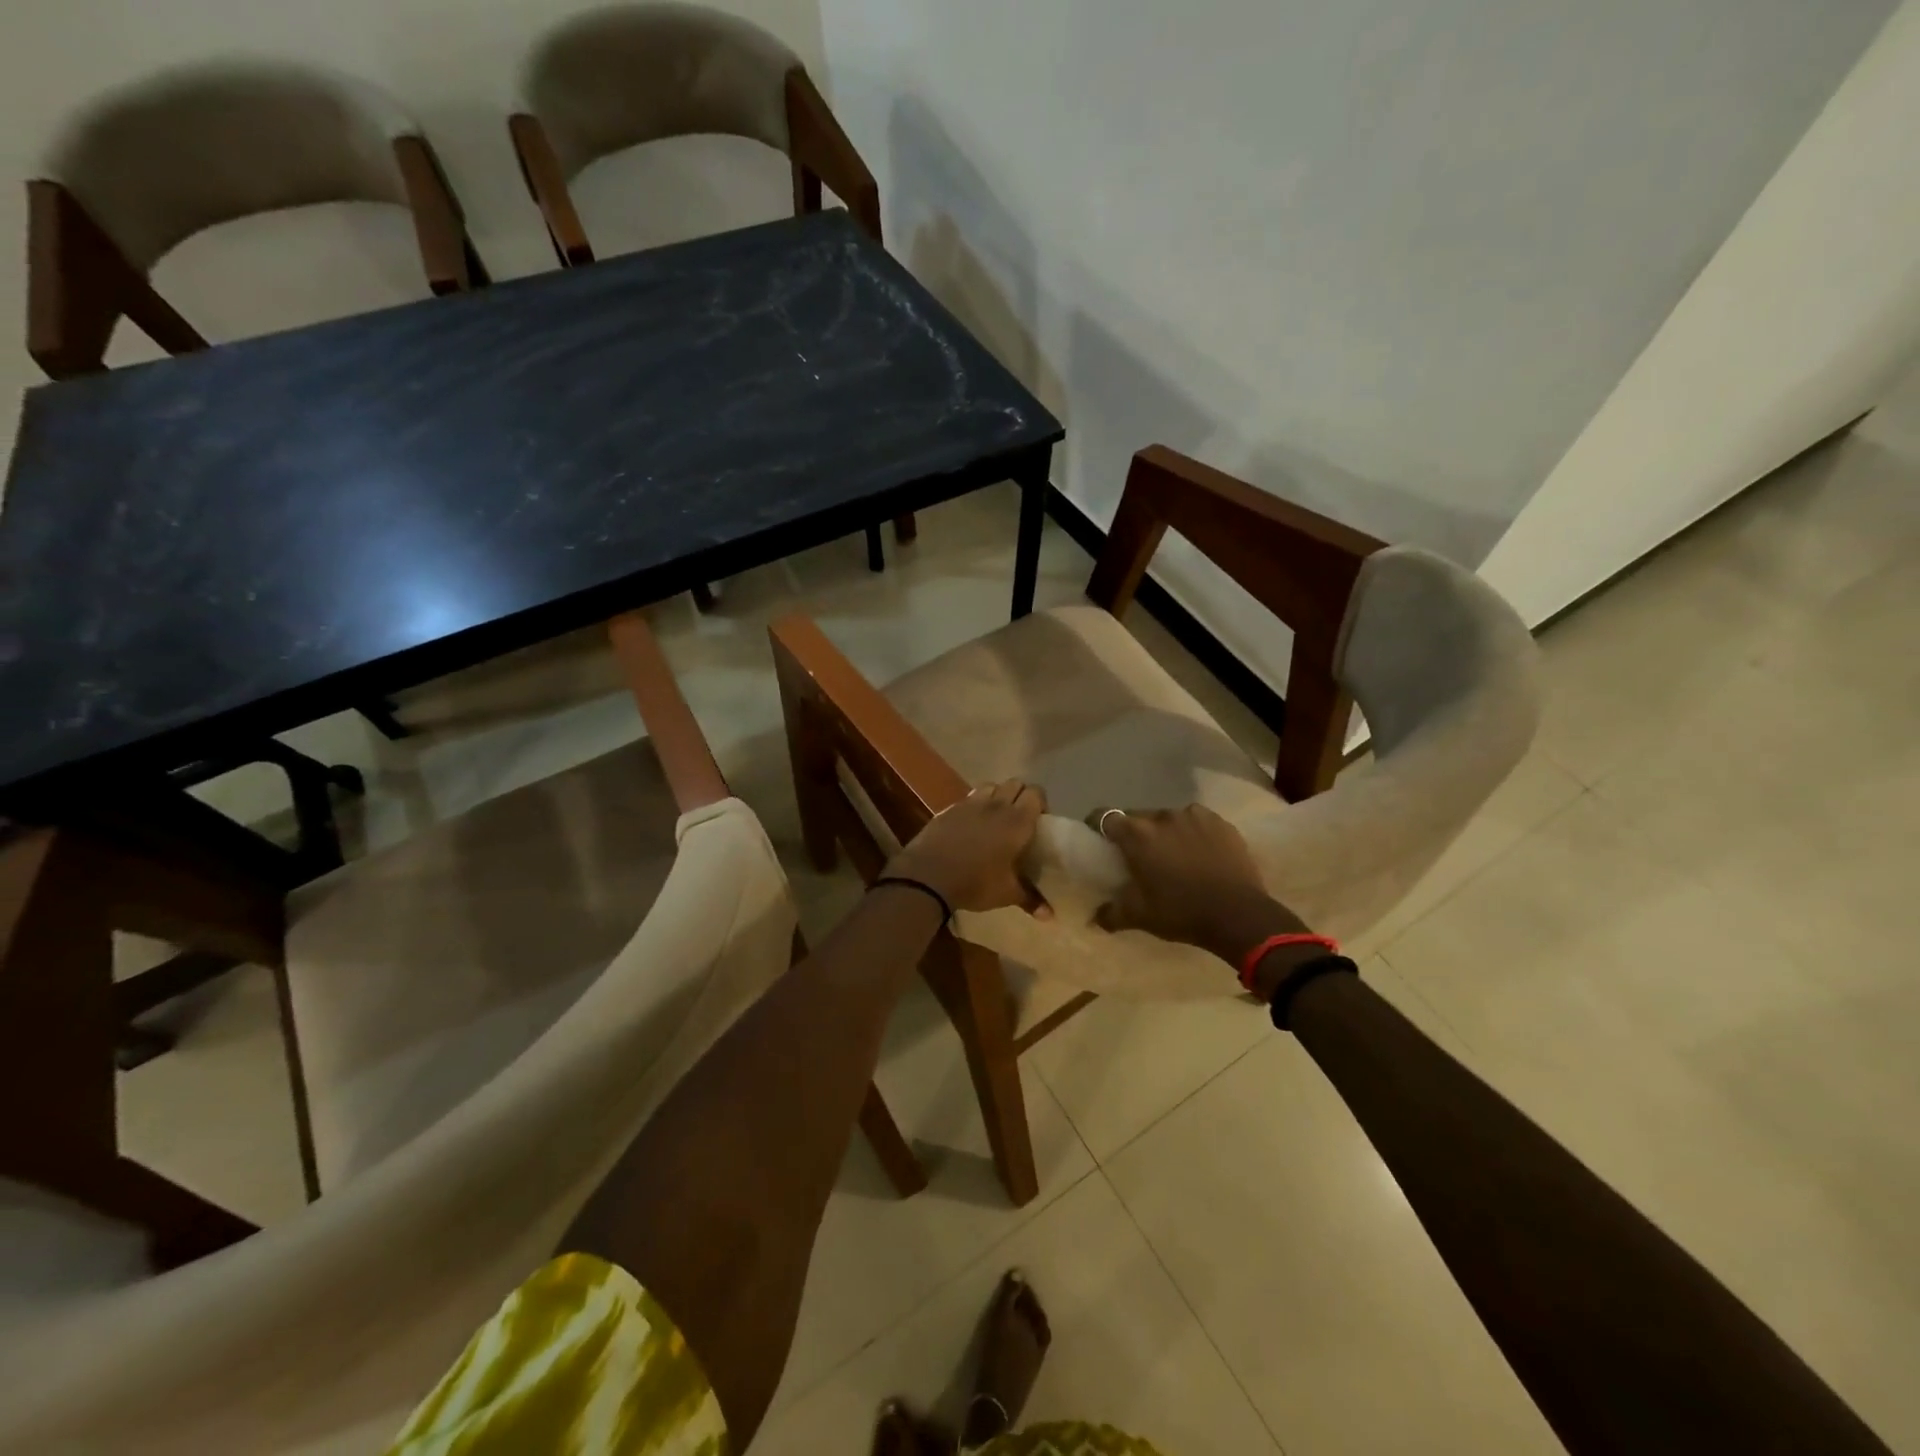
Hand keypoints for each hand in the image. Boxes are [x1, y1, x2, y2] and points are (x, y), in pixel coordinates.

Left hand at [885, 780, 1047, 914]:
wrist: (928, 875)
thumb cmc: (975, 882)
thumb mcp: (1006, 894)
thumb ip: (1030, 899)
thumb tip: (1050, 915)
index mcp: (1017, 821)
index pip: (1036, 793)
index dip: (1040, 803)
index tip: (1039, 821)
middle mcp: (996, 805)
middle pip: (1015, 783)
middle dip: (1020, 796)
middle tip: (1019, 819)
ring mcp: (971, 803)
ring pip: (991, 786)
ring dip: (998, 795)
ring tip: (996, 816)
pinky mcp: (950, 808)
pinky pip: (969, 798)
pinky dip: (975, 805)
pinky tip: (971, 824)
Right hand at [1089, 804, 1308, 966]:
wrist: (1239, 915)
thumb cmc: (1181, 912)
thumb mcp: (1139, 917)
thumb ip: (1111, 914)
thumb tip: (1094, 919)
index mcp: (1138, 834)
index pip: (1106, 816)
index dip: (1098, 825)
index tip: (1099, 839)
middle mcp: (1163, 816)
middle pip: (1139, 817)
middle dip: (1135, 833)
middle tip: (1139, 855)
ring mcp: (1195, 816)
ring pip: (1170, 819)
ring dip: (1166, 832)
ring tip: (1174, 854)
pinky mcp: (1221, 823)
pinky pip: (1198, 823)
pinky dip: (1194, 834)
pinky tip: (1201, 854)